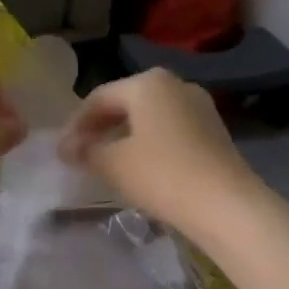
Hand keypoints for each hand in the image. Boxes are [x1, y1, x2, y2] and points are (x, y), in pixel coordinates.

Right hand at [58, 69, 260, 233]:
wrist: (226, 205)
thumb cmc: (162, 175)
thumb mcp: (114, 164)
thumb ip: (86, 151)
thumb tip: (66, 148)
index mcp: (148, 83)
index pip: (99, 98)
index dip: (75, 125)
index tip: (61, 152)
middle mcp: (175, 85)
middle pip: (125, 103)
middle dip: (99, 128)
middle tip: (80, 155)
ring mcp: (199, 106)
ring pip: (149, 117)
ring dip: (123, 137)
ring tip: (106, 163)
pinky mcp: (213, 131)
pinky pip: (169, 130)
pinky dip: (148, 144)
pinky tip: (139, 168)